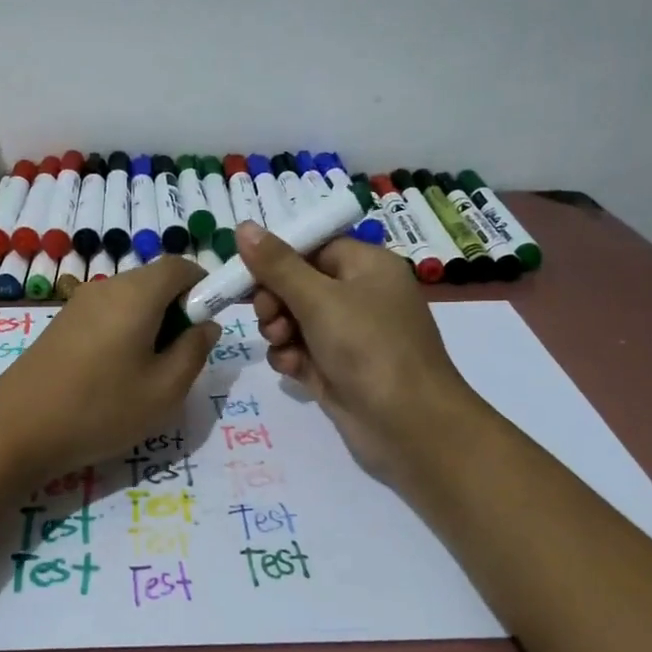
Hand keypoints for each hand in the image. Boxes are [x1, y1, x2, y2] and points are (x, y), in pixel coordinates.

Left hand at [0, 257, 220, 478]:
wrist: (15, 432)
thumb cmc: (100, 409)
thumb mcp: (165, 390)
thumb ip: (194, 350)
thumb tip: (206, 325)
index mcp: (137, 293)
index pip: (182, 267)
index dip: (206, 288)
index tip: (209, 327)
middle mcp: (107, 287)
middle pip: (156, 282)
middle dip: (178, 312)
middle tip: (179, 360)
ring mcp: (78, 305)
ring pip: (131, 302)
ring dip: (151, 327)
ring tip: (147, 376)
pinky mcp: (60, 325)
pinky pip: (107, 316)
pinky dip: (124, 335)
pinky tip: (115, 378)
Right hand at [237, 222, 478, 487]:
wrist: (408, 424)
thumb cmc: (368, 347)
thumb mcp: (319, 299)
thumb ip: (277, 265)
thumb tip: (243, 226)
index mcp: (366, 266)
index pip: (312, 247)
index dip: (276, 258)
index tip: (244, 273)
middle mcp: (359, 295)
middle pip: (298, 283)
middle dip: (274, 299)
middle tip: (268, 316)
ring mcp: (349, 334)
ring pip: (294, 319)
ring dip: (278, 329)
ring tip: (281, 343)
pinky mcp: (338, 368)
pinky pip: (301, 350)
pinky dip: (291, 356)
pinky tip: (292, 368)